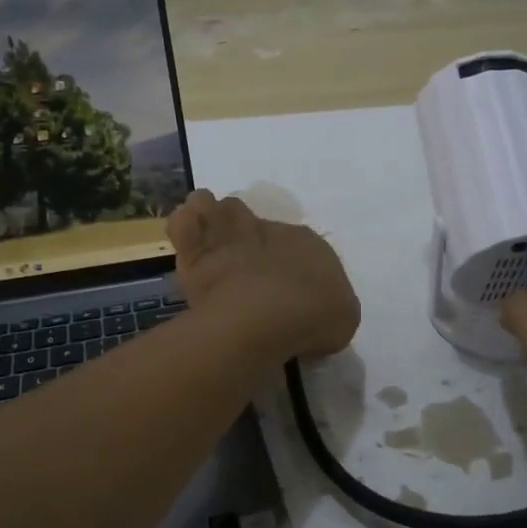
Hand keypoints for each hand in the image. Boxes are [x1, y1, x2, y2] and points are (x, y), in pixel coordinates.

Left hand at [167, 190, 360, 362]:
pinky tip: (187, 238)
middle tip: (242, 267)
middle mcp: (270, 231)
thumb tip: (313, 316)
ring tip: (209, 240)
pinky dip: (185, 227)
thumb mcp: (341, 319)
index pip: (297, 246)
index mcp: (308, 243)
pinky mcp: (197, 251)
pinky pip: (185, 225)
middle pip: (253, 221)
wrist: (270, 314)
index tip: (283, 295)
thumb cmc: (313, 316)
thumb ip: (327, 310)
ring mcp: (230, 236)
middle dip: (246, 236)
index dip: (288, 266)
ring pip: (216, 209)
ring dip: (212, 218)